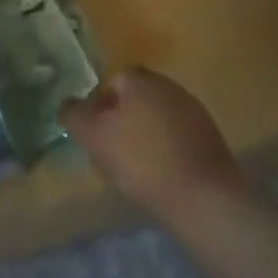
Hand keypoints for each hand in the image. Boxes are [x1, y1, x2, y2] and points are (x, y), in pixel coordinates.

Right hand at [60, 67, 248, 226]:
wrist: (202, 197)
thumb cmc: (141, 160)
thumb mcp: (95, 137)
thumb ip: (75, 116)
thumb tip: (66, 104)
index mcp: (140, 79)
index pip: (112, 80)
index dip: (99, 105)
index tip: (95, 132)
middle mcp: (169, 86)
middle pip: (136, 97)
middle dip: (122, 118)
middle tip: (111, 149)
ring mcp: (194, 111)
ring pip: (157, 116)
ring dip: (144, 134)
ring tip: (135, 166)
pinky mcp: (210, 138)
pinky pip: (177, 135)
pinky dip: (165, 149)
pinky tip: (160, 174)